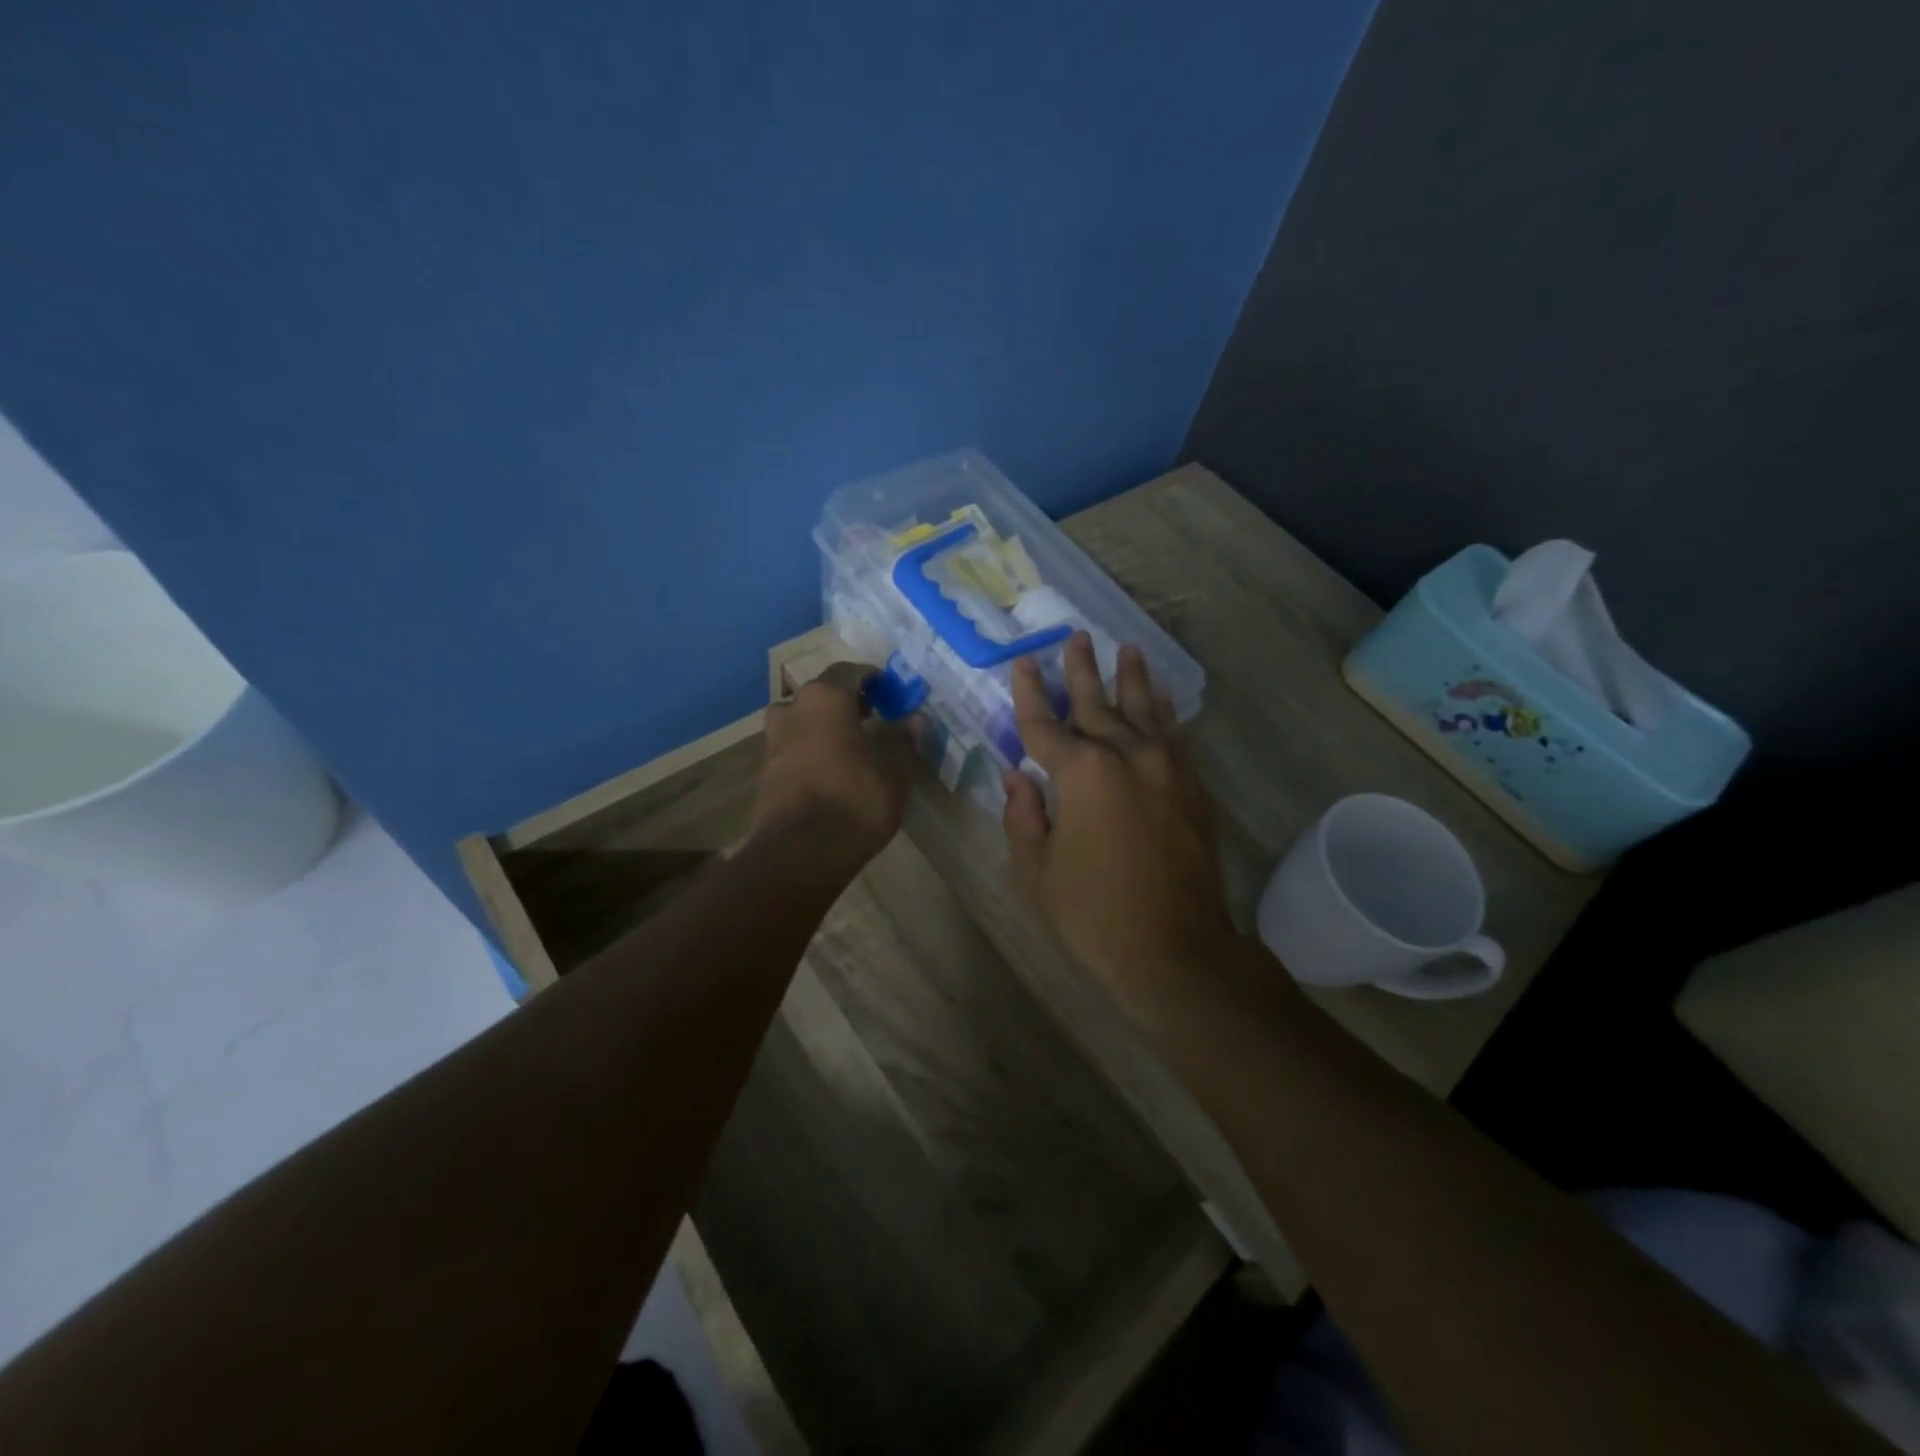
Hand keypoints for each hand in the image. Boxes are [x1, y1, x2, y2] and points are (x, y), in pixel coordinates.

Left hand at [751, 662, 911, 866]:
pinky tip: (831, 769)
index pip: (849, 672)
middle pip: (821, 694)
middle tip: (872, 716)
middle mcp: (793, 709)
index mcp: (825, 698)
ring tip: (851, 744)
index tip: (889, 690)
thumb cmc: (855, 800)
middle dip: (847, 701)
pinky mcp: (765, 772)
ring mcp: (773, 741)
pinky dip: (811, 749)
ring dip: (824, 725)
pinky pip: (793, 747)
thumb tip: (915, 720)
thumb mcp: (894, 771)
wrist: (800, 852)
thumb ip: (903, 740)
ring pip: (802, 720)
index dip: (871, 678)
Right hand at [1002, 633, 1237, 1017]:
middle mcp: (1126, 756)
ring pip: (1143, 709)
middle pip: (1097, 703)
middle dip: (1080, 670)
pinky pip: (1173, 735)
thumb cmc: (1093, 914)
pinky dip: (1163, 711)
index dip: (1029, 693)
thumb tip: (1016, 776)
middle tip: (1074, 637)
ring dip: (1131, 678)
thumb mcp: (1037, 870)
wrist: (1175, 949)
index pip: (1044, 724)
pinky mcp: (1191, 787)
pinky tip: (1159, 698)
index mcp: (1082, 773)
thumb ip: (1023, 816)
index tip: (1023, 661)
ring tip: (1125, 649)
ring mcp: (1166, 768)